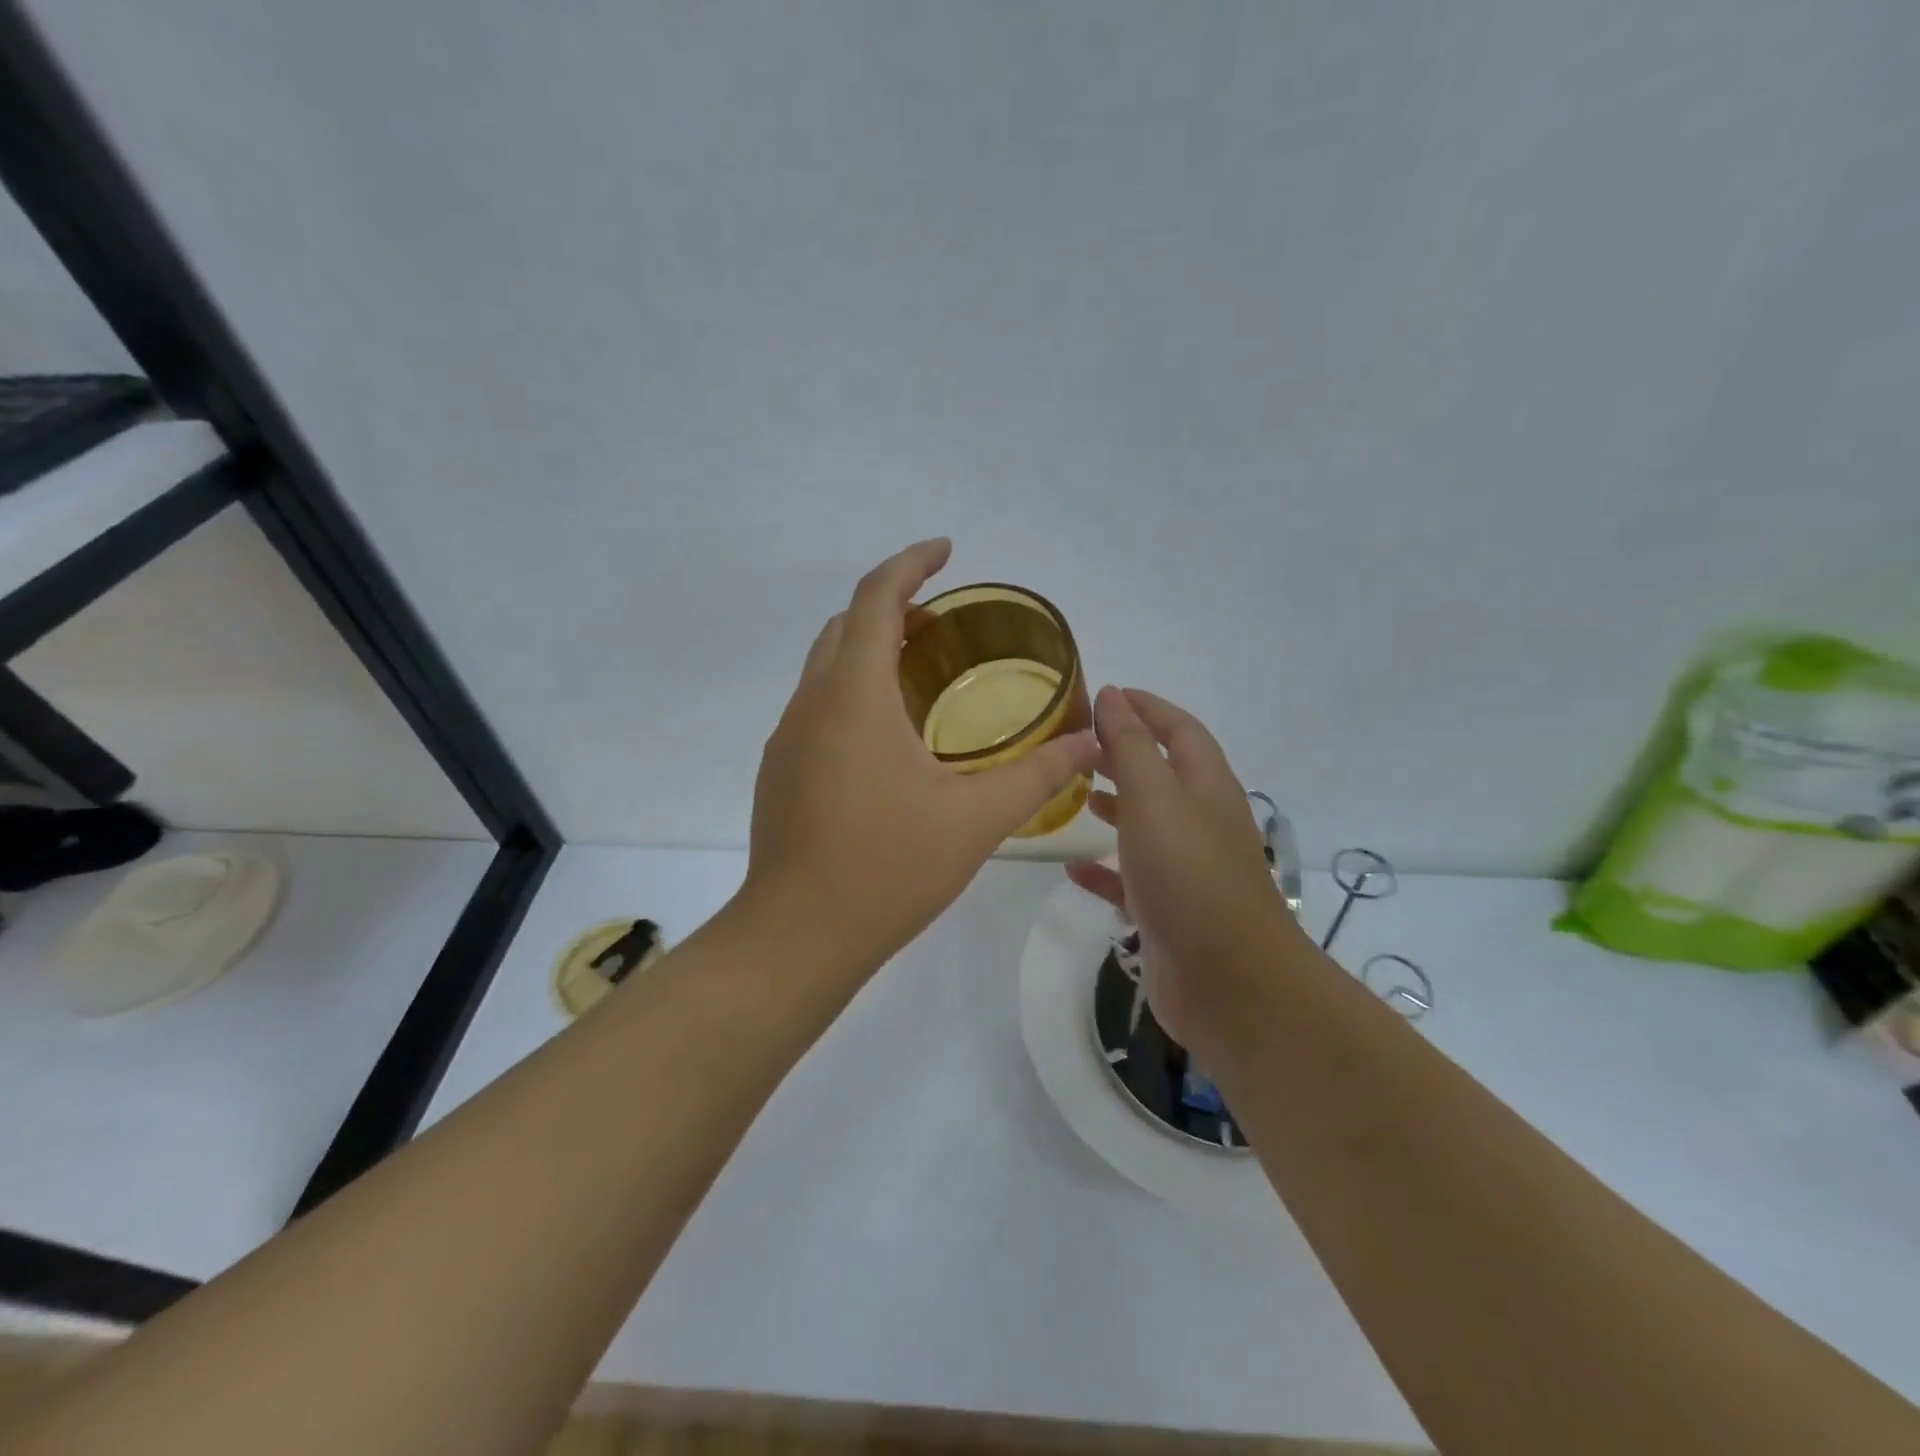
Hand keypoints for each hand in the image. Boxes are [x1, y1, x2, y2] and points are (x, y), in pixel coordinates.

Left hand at [743, 539, 1098, 977]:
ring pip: (825, 666)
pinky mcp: (781, 771)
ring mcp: (788, 739)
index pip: (876, 599)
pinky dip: (852, 690)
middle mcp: (811, 704)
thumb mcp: (976, 820)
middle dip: (892, 605)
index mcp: (854, 697)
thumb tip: (1090, 742)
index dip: (911, 564)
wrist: (798, 936)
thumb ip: (1038, 775)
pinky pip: (817, 706)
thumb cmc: (888, 868)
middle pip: (846, 625)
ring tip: (921, 669)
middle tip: (942, 620)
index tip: (946, 551)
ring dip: (869, 649)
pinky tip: (888, 736)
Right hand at [1066, 687, 1300, 1059]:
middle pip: (1162, 774)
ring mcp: (1186, 868)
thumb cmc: (1188, 875)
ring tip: (1076, 796)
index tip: (1105, 695)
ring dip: (1115, 806)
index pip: (1179, 729)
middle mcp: (1200, 821)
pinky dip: (1103, 869)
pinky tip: (1071, 869)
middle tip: (1077, 746)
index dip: (1146, 707)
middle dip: (1123, 754)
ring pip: (1146, 825)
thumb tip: (1113, 694)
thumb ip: (1131, 745)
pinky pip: (1130, 878)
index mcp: (1206, 786)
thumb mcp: (1154, 797)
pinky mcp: (1168, 909)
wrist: (1227, 981)